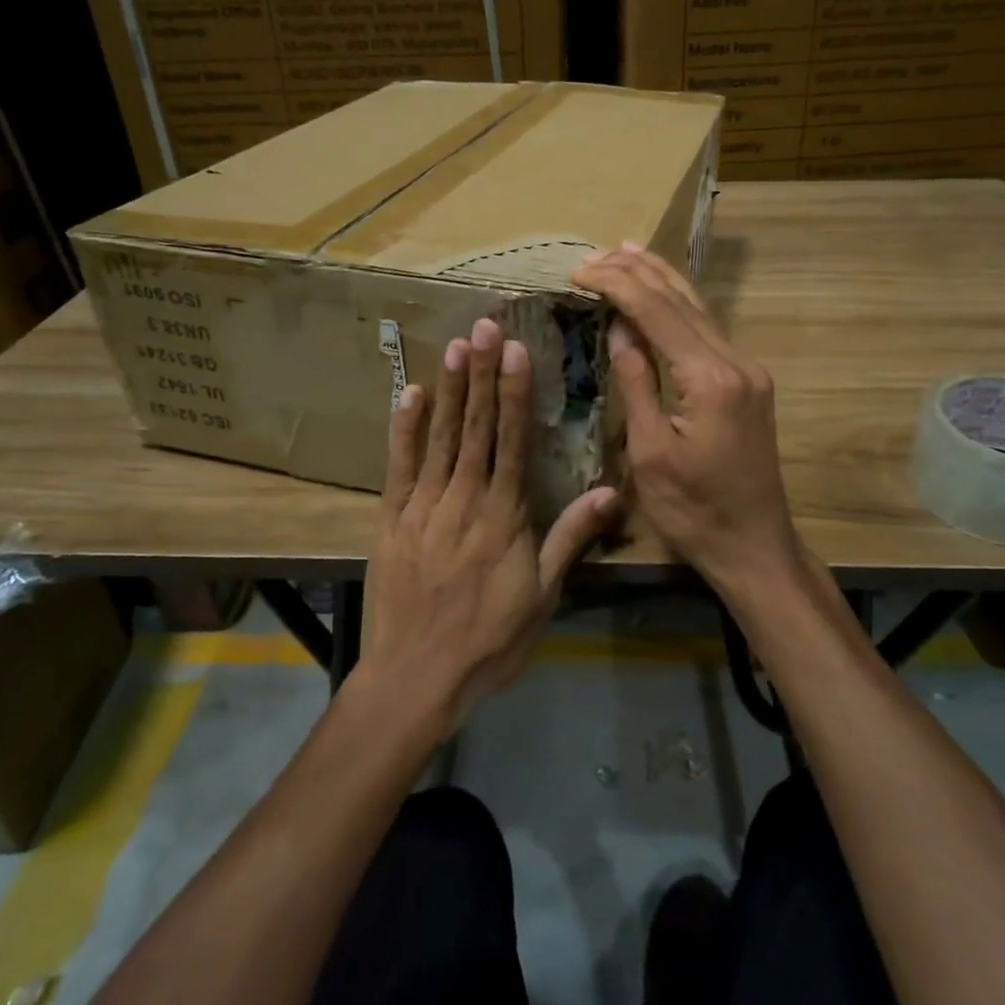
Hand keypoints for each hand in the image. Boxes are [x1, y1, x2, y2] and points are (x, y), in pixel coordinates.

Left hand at [360, 317, 619, 725]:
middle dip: (481, 375)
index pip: (512, 440)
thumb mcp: (544, 595)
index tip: (514, 350)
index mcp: (504, 514)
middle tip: (482, 326)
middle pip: (476, 427)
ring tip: (455, 346)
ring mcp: (423, 506)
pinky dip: (405, 429)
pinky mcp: (392, 520)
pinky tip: (410, 394)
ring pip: (440, 437)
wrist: (417, 677)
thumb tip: (612, 492)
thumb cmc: (490, 639)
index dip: (514, 392)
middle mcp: (464, 498)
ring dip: (450, 390)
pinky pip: (398, 467)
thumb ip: (572, 537)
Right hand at [572, 245, 804, 605]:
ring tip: (627, 250)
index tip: (579, 271)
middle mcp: (736, 362)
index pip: (657, 313)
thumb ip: (636, 382)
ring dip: (661, 278)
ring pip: (699, 308)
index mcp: (710, 379)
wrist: (755, 545)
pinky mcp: (747, 382)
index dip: (617, 285)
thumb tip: (619, 328)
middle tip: (594, 254)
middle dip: (636, 271)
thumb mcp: (650, 452)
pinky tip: (663, 293)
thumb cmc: (694, 510)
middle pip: (682, 300)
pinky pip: (708, 330)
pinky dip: (679, 305)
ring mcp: (747, 370)